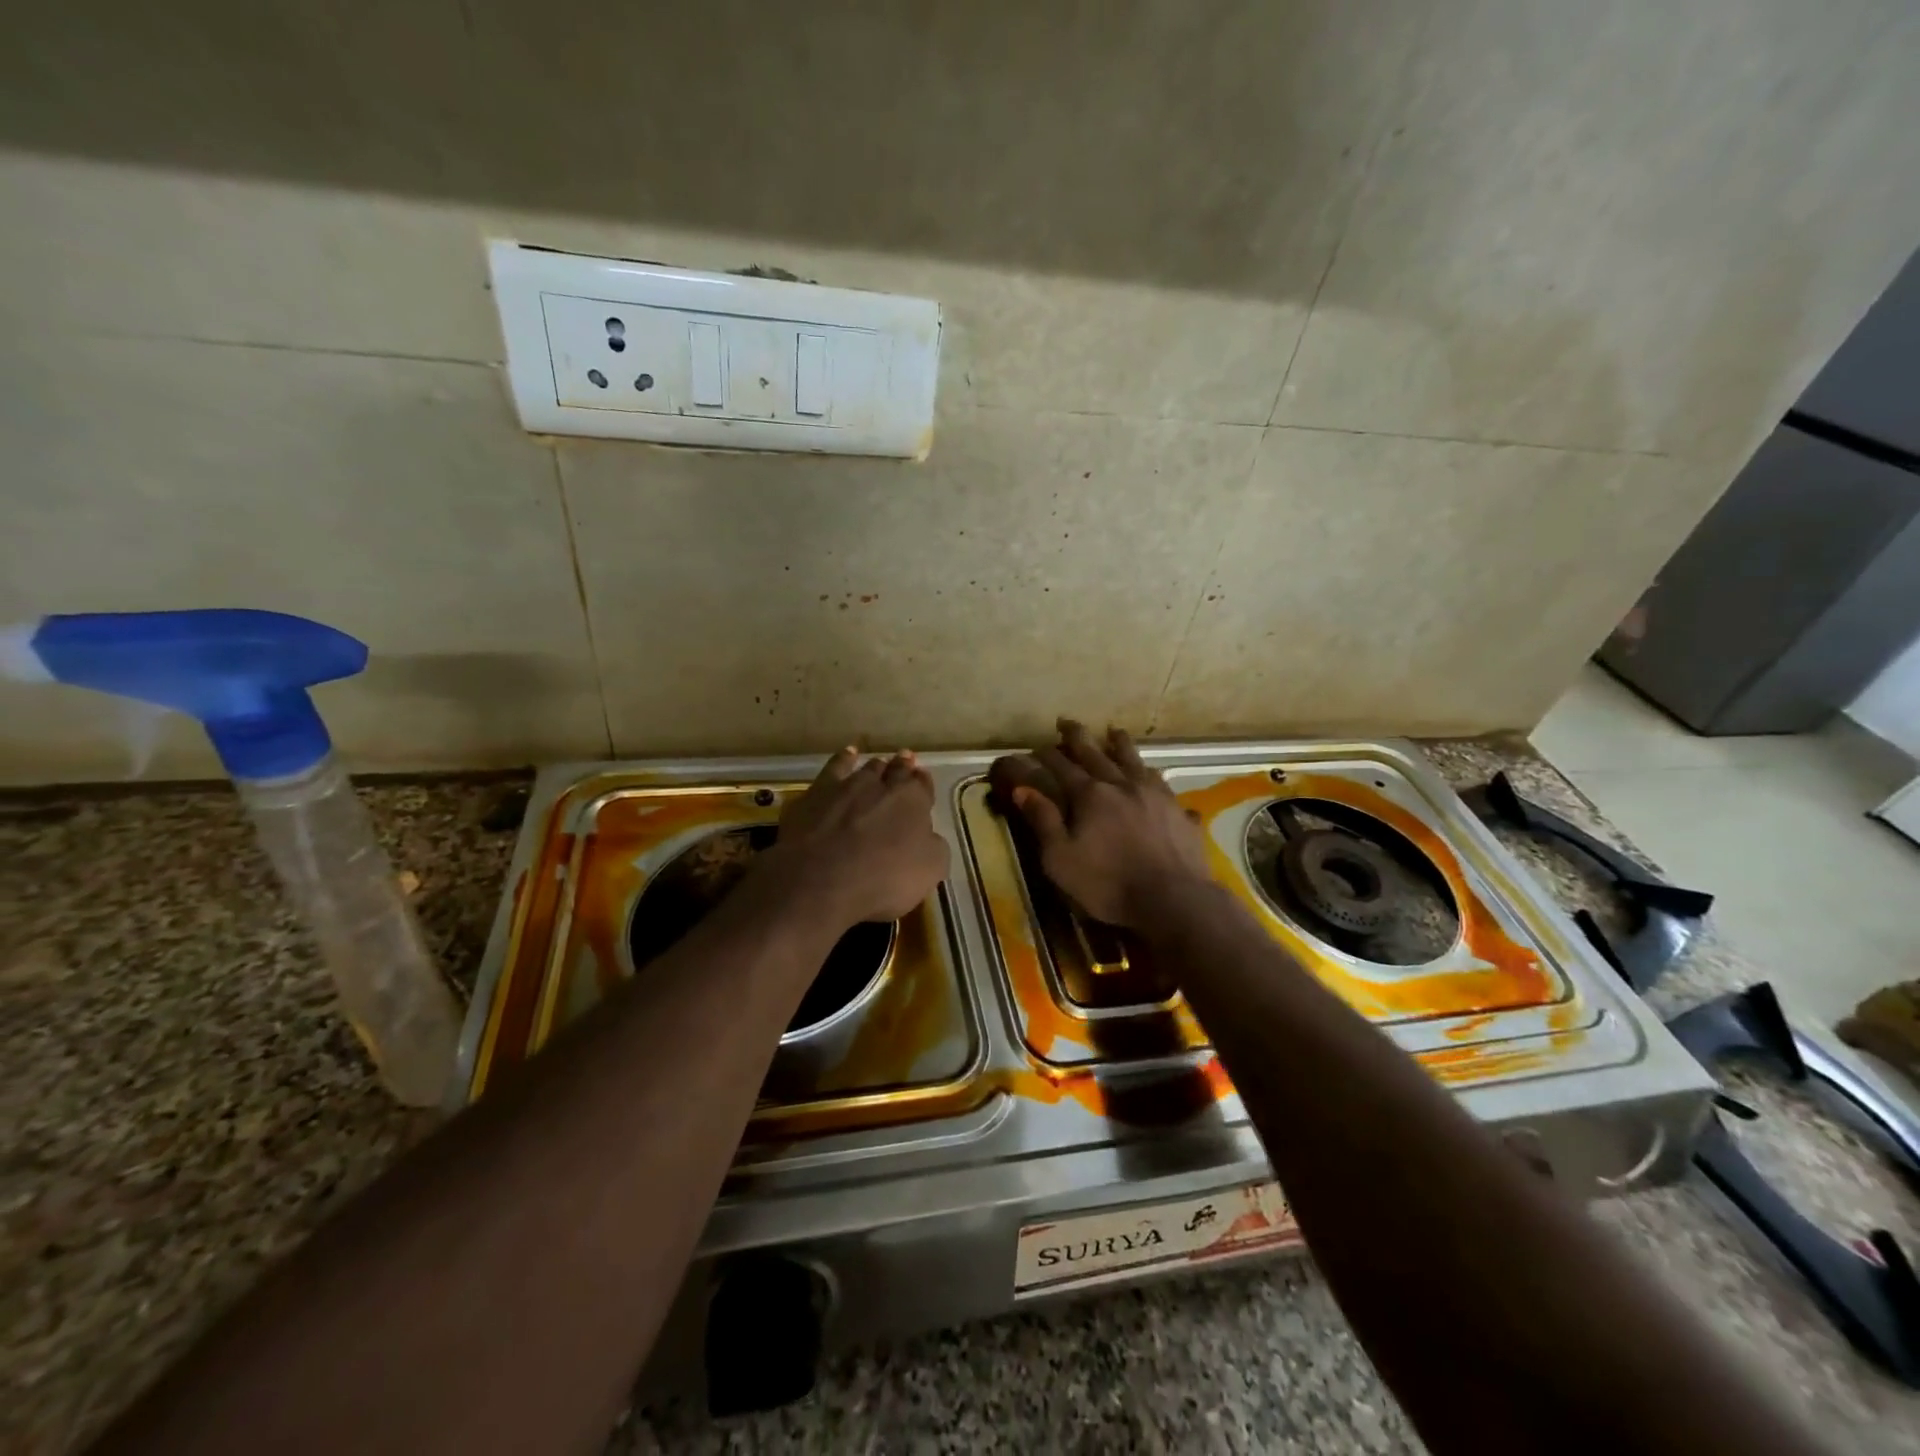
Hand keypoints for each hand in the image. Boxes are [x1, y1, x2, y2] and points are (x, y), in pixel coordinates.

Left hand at [765, 746, 948, 929]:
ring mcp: (847, 786)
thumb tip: (928, 837)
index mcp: (913, 802)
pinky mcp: (816, 794)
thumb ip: (933, 847)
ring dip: (876, 766)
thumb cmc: (883, 879)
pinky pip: (834, 768)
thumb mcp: (929, 871)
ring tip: (880, 763)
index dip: (923, 783)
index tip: (922, 779)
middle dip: (902, 767)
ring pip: (867, 768)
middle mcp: (882, 785)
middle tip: (905, 761)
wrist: (820, 880)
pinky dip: (843, 760)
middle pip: (896, 770)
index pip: (922, 785)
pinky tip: (847, 755)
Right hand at [992, 720, 1213, 927]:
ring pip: (1135, 761)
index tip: (1036, 747)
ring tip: (1114, 731)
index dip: (1047, 755)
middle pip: (1097, 753)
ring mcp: (1156, 795)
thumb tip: (1022, 789)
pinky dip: (1156, 780)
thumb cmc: (1109, 883)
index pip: (1062, 766)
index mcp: (1091, 795)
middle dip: (1078, 737)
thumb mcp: (1061, 859)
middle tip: (1067, 722)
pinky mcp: (1180, 812)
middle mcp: (1122, 785)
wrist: (1174, 900)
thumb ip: (1043, 821)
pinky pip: (1166, 788)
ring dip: (1121, 744)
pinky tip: (1158, 782)